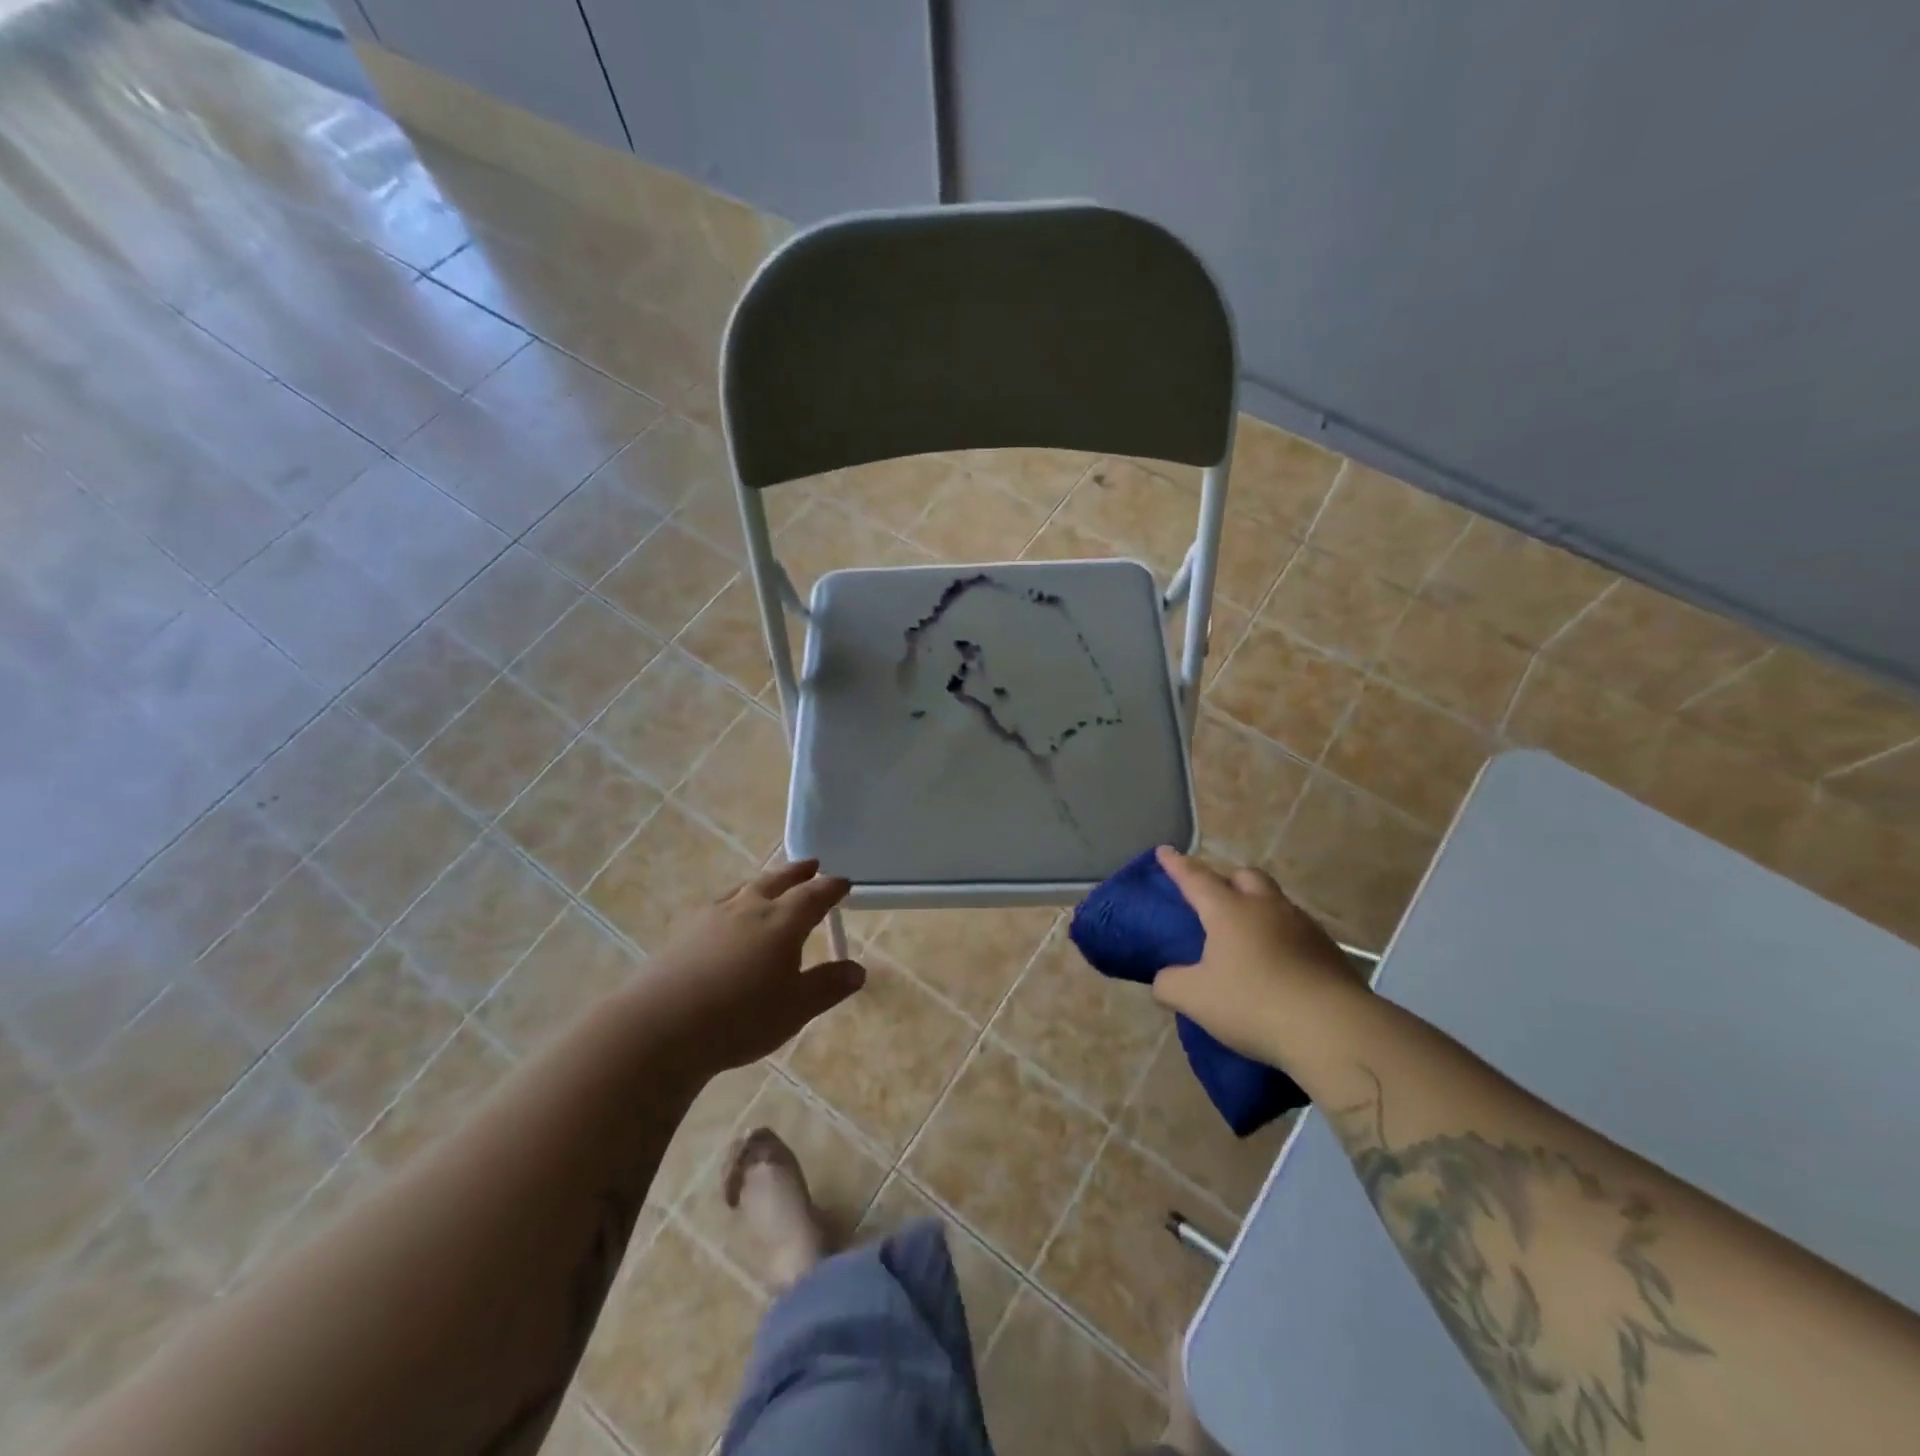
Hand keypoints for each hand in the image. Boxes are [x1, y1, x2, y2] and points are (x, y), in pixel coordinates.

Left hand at [639, 860, 864, 1076]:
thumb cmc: (739, 1018)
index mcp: (782, 922)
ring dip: (765, 881)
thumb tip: (857, 970)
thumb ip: (827, 986)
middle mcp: (749, 909)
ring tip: (771, 883)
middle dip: (798, 872)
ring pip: (746, 888)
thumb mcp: (795, 1008)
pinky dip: (736, 899)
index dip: (831, 888)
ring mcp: (713, 917)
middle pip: (778, 880)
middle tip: (812, 864)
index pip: (814, 895)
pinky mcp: (685, 933)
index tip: (843, 883)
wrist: (659, 1028)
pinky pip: (720, 904)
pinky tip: (729, 914)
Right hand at [1151, 846, 1358, 1060]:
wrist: (1334, 1030)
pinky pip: (1297, 931)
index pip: (1195, 878)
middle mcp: (1266, 907)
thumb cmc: (1253, 1003)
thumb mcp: (1195, 998)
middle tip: (1214, 897)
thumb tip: (1164, 978)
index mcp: (1228, 910)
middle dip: (1227, 879)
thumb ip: (1170, 984)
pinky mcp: (1330, 952)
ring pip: (1275, 901)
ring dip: (1258, 907)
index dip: (1177, 864)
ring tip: (1247, 934)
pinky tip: (1278, 963)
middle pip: (1245, 876)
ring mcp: (1303, 927)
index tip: (1165, 850)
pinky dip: (1282, 937)